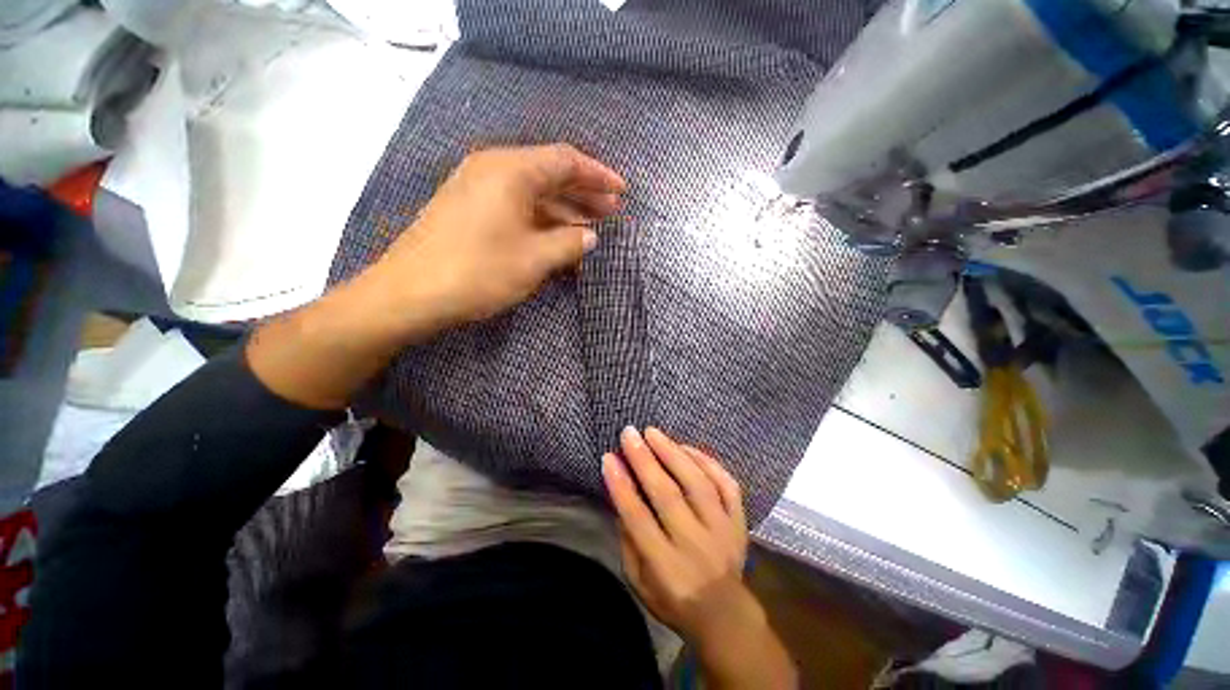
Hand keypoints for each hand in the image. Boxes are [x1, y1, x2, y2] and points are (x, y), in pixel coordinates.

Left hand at [370, 143, 625, 331]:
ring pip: (533, 193)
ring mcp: (479, 189)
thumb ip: (569, 243)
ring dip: (564, 210)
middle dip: (584, 193)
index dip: (598, 175)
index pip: (566, 161)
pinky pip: (517, 208)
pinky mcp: (470, 210)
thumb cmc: (478, 271)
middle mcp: (494, 169)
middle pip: (550, 174)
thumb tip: (589, 236)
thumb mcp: (534, 259)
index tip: (622, 192)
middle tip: (612, 212)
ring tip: (591, 228)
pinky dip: (542, 222)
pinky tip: (558, 239)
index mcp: (511, 170)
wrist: (409, 293)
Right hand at [603, 427, 796, 688]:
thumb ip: (629, 540)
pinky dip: (707, 462)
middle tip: (629, 434)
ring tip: (653, 433)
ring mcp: (722, 530)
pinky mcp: (739, 521)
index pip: (638, 518)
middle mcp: (696, 545)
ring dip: (673, 453)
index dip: (621, 486)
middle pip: (668, 495)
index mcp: (667, 567)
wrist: (725, 616)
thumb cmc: (673, 599)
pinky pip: (726, 484)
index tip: (609, 457)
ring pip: (698, 483)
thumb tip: (619, 494)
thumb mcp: (639, 581)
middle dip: (644, 460)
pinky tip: (686, 448)